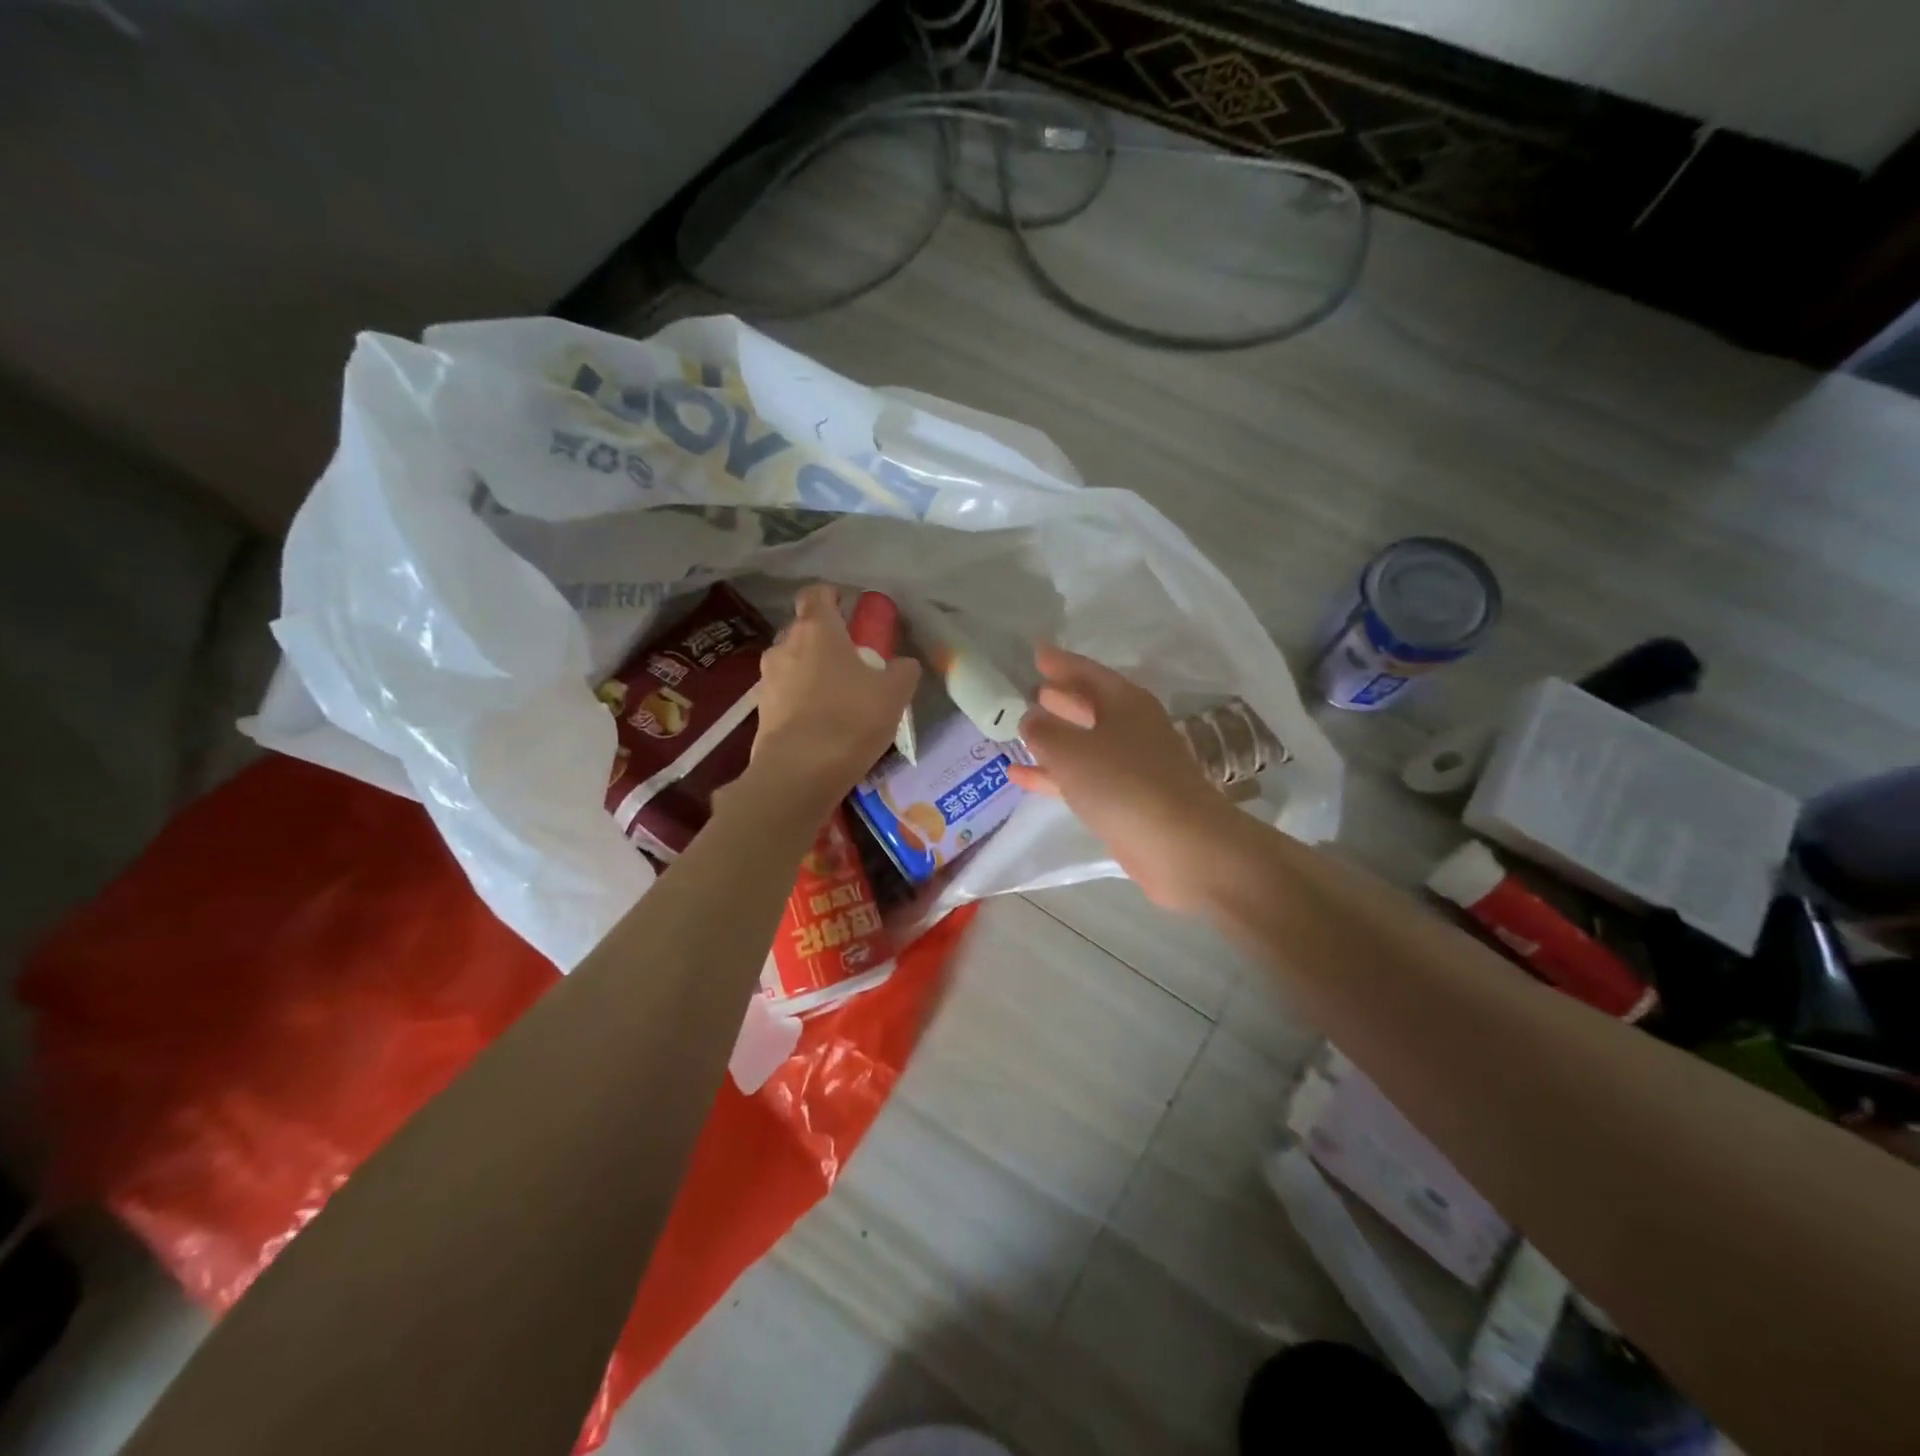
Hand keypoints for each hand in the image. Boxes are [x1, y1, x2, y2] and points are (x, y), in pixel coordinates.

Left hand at [749, 584, 920, 809]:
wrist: (798, 774)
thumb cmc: (849, 720)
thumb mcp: (894, 694)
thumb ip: (902, 671)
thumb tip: (903, 664)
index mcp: (816, 629)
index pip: (817, 593)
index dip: (833, 596)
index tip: (851, 610)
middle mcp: (784, 645)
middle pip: (804, 630)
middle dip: (825, 640)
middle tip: (852, 661)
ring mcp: (767, 679)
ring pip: (792, 663)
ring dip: (811, 672)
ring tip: (837, 698)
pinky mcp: (761, 711)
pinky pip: (785, 694)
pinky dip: (801, 700)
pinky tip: (821, 724)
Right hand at [1009, 644, 1241, 911]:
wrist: (1179, 845)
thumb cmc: (1123, 783)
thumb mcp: (1071, 750)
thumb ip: (1043, 731)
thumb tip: (1029, 717)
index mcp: (1125, 702)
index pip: (1088, 672)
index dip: (1061, 662)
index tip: (1036, 652)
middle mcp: (1131, 728)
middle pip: (1090, 705)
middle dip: (1061, 698)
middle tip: (1030, 689)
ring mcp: (1131, 765)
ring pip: (1085, 742)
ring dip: (1055, 737)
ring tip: (1020, 730)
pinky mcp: (1126, 799)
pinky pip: (1083, 776)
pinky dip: (1054, 774)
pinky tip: (1022, 777)